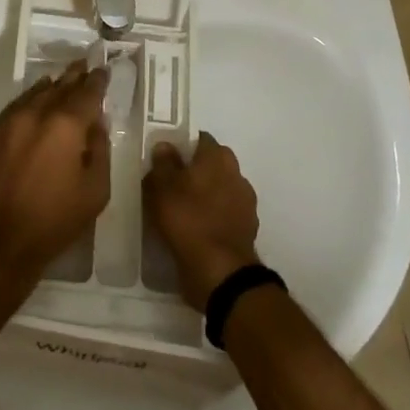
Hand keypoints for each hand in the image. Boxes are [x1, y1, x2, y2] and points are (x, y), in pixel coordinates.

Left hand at [0, 60, 110, 296]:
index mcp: (65, 125)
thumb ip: (100, 151)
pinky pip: (13, 110)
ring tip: (60, 79)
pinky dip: (27, 102)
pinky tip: (32, 103)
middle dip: (73, 77)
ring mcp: (6, 124)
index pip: (86, 93)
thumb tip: (96, 126)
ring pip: (32, 95)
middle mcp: (34, 114)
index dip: (97, 81)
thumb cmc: (53, 221)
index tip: (102, 70)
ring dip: (49, 86)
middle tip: (83, 65)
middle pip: (58, 87)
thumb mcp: (94, 192)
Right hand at [144, 133, 261, 310]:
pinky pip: (224, 214)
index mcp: (218, 157)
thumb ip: (163, 162)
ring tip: (180, 210)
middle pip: (212, 164)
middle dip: (194, 171)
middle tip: (169, 185)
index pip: (200, 139)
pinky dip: (212, 217)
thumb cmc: (187, 219)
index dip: (182, 146)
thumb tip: (166, 146)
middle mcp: (237, 174)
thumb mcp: (162, 186)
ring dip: (204, 195)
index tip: (165, 160)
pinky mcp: (246, 228)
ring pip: (219, 189)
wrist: (220, 270)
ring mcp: (245, 202)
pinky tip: (195, 229)